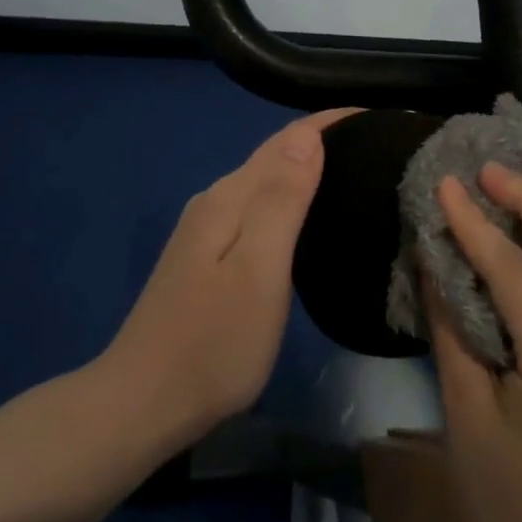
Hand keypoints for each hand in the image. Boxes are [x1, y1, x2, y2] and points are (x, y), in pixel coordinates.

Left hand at [107, 109, 357, 440]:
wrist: (143, 403)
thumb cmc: (213, 343)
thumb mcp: (258, 271)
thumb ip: (280, 200)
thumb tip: (307, 136)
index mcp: (229, 198)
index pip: (287, 140)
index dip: (331, 122)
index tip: (378, 118)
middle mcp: (214, 203)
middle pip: (274, 155)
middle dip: (322, 140)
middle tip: (377, 145)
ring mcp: (206, 231)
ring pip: (264, 182)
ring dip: (306, 168)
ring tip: (354, 173)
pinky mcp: (206, 258)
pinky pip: (256, 208)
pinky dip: (288, 198)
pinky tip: (308, 217)